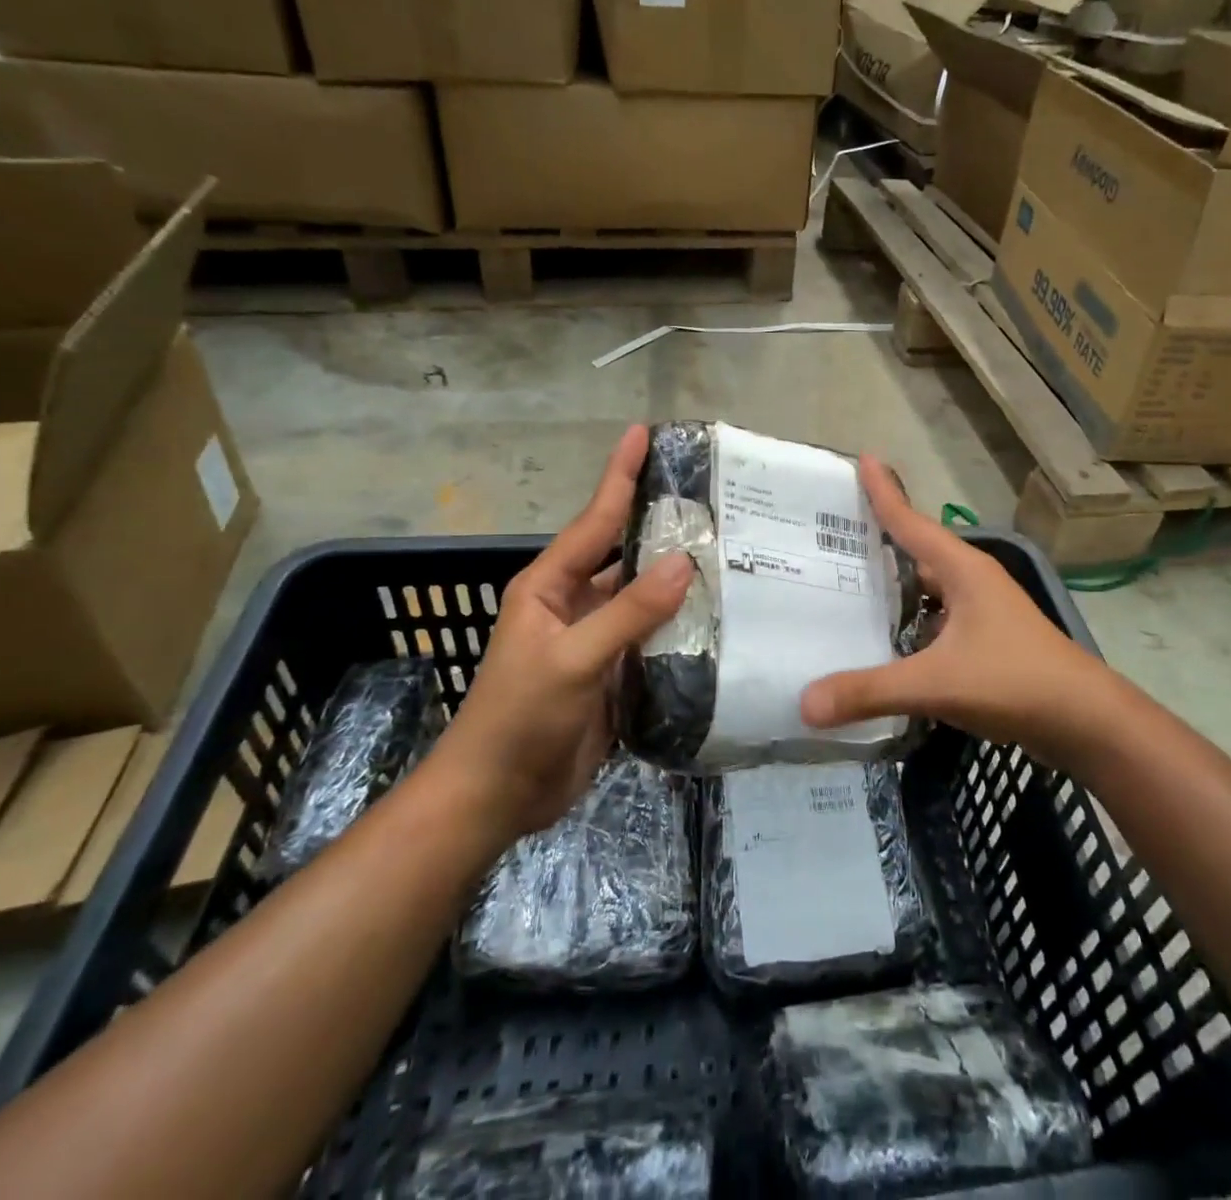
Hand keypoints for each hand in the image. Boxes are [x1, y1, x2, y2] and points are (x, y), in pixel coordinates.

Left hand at [432, 426, 692, 835]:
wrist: (498, 798)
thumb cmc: (518, 719)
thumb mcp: (571, 660)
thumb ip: (628, 612)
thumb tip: (685, 562)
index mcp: (550, 587)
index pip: (595, 520)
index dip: (620, 475)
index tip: (643, 432)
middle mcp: (575, 604)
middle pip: (626, 554)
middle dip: (663, 525)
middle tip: (715, 498)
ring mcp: (597, 640)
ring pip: (646, 598)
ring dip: (680, 580)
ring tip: (732, 553)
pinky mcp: (616, 674)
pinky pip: (655, 639)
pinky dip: (684, 627)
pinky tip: (722, 617)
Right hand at [801, 456, 1119, 775]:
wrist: (1087, 723)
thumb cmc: (1015, 682)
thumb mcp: (937, 684)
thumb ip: (871, 691)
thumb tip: (805, 704)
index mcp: (962, 570)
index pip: (911, 521)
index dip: (884, 491)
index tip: (862, 458)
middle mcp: (971, 582)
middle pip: (916, 552)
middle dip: (876, 543)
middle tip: (829, 537)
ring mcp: (982, 612)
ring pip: (926, 590)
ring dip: (892, 588)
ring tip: (844, 589)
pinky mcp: (986, 642)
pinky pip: (935, 621)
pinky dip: (908, 624)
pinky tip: (883, 642)